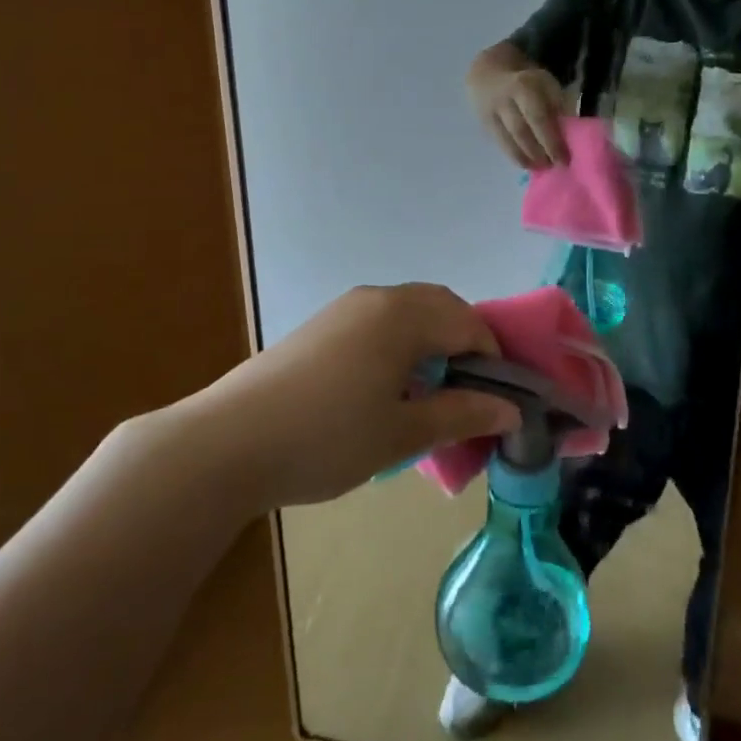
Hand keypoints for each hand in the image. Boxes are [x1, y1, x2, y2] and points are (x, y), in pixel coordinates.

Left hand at [193, 284, 520, 508]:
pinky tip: (386, 387)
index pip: (469, 324)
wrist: (229, 442)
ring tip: (429, 394)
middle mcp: (377, 298)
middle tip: (469, 396)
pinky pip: (378, 322)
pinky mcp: (321, 325)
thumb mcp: (402, 433)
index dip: (493, 361)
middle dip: (465, 345)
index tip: (498, 403)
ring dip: (431, 342)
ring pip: (408, 312)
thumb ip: (461, 415)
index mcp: (403, 315)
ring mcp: (344, 308)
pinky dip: (400, 343)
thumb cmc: (327, 437)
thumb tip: (512, 411)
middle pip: (441, 307)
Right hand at [474, 64, 568, 169]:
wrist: (490, 74)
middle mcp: (505, 100)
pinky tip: (526, 164)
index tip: (564, 158)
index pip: (538, 118)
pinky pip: (499, 144)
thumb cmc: (527, 82)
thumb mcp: (546, 83)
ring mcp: (491, 113)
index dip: (551, 141)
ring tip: (540, 167)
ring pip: (507, 141)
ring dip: (525, 158)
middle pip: (521, 132)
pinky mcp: (484, 124)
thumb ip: (557, 105)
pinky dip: (514, 156)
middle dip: (538, 153)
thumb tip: (568, 133)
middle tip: (553, 166)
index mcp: (524, 86)